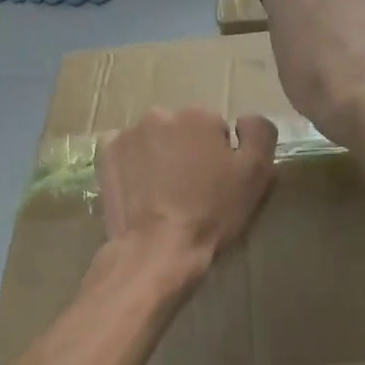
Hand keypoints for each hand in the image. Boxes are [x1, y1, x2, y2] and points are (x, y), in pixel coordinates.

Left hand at [97, 108, 277, 275]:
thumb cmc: (211, 214)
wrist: (157, 249)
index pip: (216, 129)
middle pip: (182, 131)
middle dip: (187, 152)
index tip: (216, 184)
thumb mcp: (256, 175)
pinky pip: (124, 152)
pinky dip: (131, 165)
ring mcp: (127, 134)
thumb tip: (245, 120)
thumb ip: (259, 134)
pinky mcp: (105, 156)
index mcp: (199, 115)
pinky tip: (139, 190)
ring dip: (159, 157)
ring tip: (163, 195)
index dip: (219, 158)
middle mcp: (160, 115)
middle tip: (189, 190)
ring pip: (153, 140)